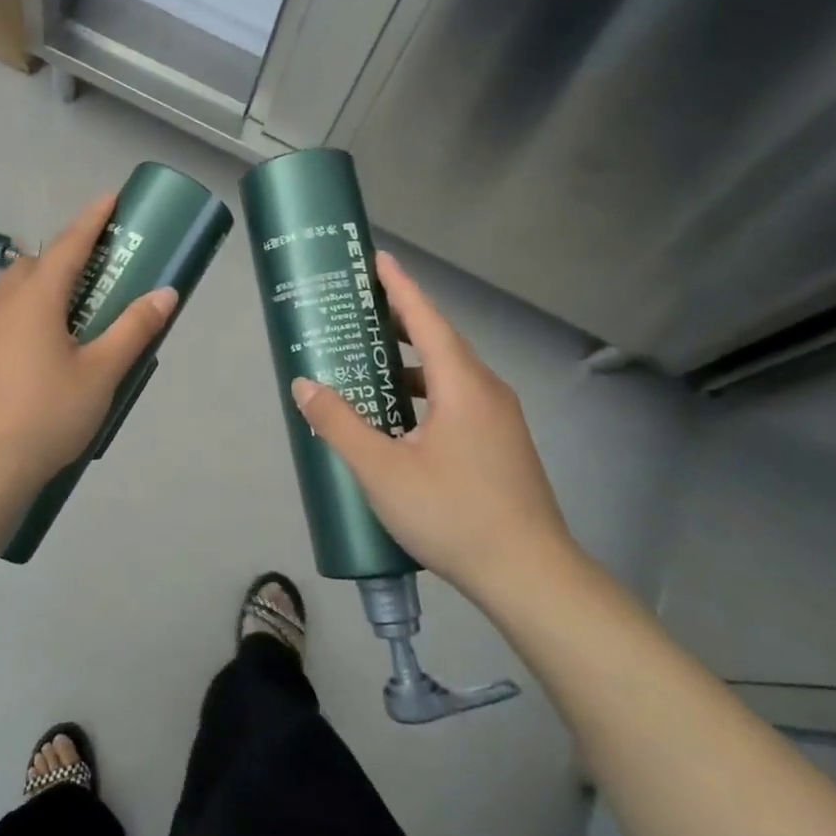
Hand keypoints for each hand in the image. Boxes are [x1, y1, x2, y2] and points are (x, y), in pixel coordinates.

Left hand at [0, 194, 176, 519]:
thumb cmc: (46, 416)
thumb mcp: (101, 373)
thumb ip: (133, 329)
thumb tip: (165, 294)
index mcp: (35, 298)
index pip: (69, 244)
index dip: (92, 219)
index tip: (111, 199)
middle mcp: (0, 303)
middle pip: (35, 264)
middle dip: (65, 258)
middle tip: (96, 275)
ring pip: (12, 291)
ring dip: (40, 288)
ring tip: (68, 318)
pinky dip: (20, 317)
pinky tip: (34, 355)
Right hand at [290, 250, 574, 602]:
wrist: (531, 576)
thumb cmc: (453, 514)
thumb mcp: (381, 470)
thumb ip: (339, 424)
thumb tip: (304, 384)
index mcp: (462, 385)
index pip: (427, 319)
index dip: (400, 287)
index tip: (378, 259)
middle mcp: (486, 391)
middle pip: (439, 341)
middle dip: (401, 320)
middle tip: (361, 309)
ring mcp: (499, 419)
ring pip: (449, 373)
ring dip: (410, 361)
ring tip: (371, 362)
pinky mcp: (501, 444)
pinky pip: (457, 398)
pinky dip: (424, 390)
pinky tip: (400, 417)